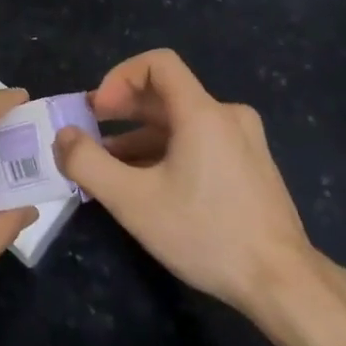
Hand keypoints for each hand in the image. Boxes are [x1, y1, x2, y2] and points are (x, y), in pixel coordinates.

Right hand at [54, 49, 319, 318]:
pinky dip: (167, 152)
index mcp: (203, 113)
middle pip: (167, 93)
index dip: (119, 77)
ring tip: (110, 167)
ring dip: (141, 136)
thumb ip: (88, 163)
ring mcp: (244, 141)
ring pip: (182, 122)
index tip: (97, 110)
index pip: (158, 63)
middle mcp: (227, 116)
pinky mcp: (250, 166)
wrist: (282, 283)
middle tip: (90, 133)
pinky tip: (147, 184)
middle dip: (123, 109)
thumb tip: (63, 136)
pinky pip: (200, 142)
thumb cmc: (206, 234)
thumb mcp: (133, 201)